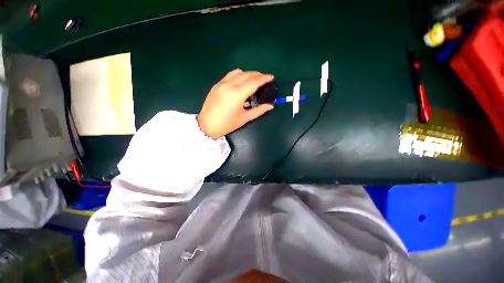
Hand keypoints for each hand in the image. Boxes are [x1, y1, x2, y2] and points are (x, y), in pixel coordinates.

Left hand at [197, 69, 274, 138]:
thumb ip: (259, 110)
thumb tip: (270, 106)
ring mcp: (221, 83)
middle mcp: (229, 85)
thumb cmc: (227, 124)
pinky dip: (238, 75)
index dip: (264, 78)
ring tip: (254, 80)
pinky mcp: (216, 85)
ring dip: (248, 74)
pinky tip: (241, 81)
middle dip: (258, 75)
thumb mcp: (245, 118)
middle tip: (265, 78)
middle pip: (247, 74)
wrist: (207, 125)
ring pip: (238, 72)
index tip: (271, 77)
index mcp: (238, 94)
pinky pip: (230, 75)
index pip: (254, 81)